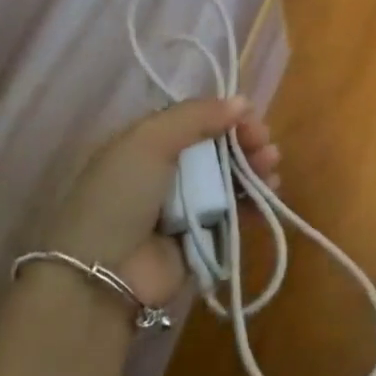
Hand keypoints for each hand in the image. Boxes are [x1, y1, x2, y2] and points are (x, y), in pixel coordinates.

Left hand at [35, 97, 278, 307]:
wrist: (105, 274)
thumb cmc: (121, 196)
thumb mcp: (148, 141)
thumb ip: (195, 116)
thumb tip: (241, 102)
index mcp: (145, 145)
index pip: (193, 122)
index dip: (223, 116)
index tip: (249, 117)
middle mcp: (165, 173)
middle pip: (215, 149)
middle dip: (244, 141)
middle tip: (264, 143)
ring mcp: (185, 207)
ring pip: (229, 179)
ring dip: (253, 167)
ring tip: (270, 164)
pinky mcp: (203, 238)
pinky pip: (235, 213)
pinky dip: (254, 200)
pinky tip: (270, 190)